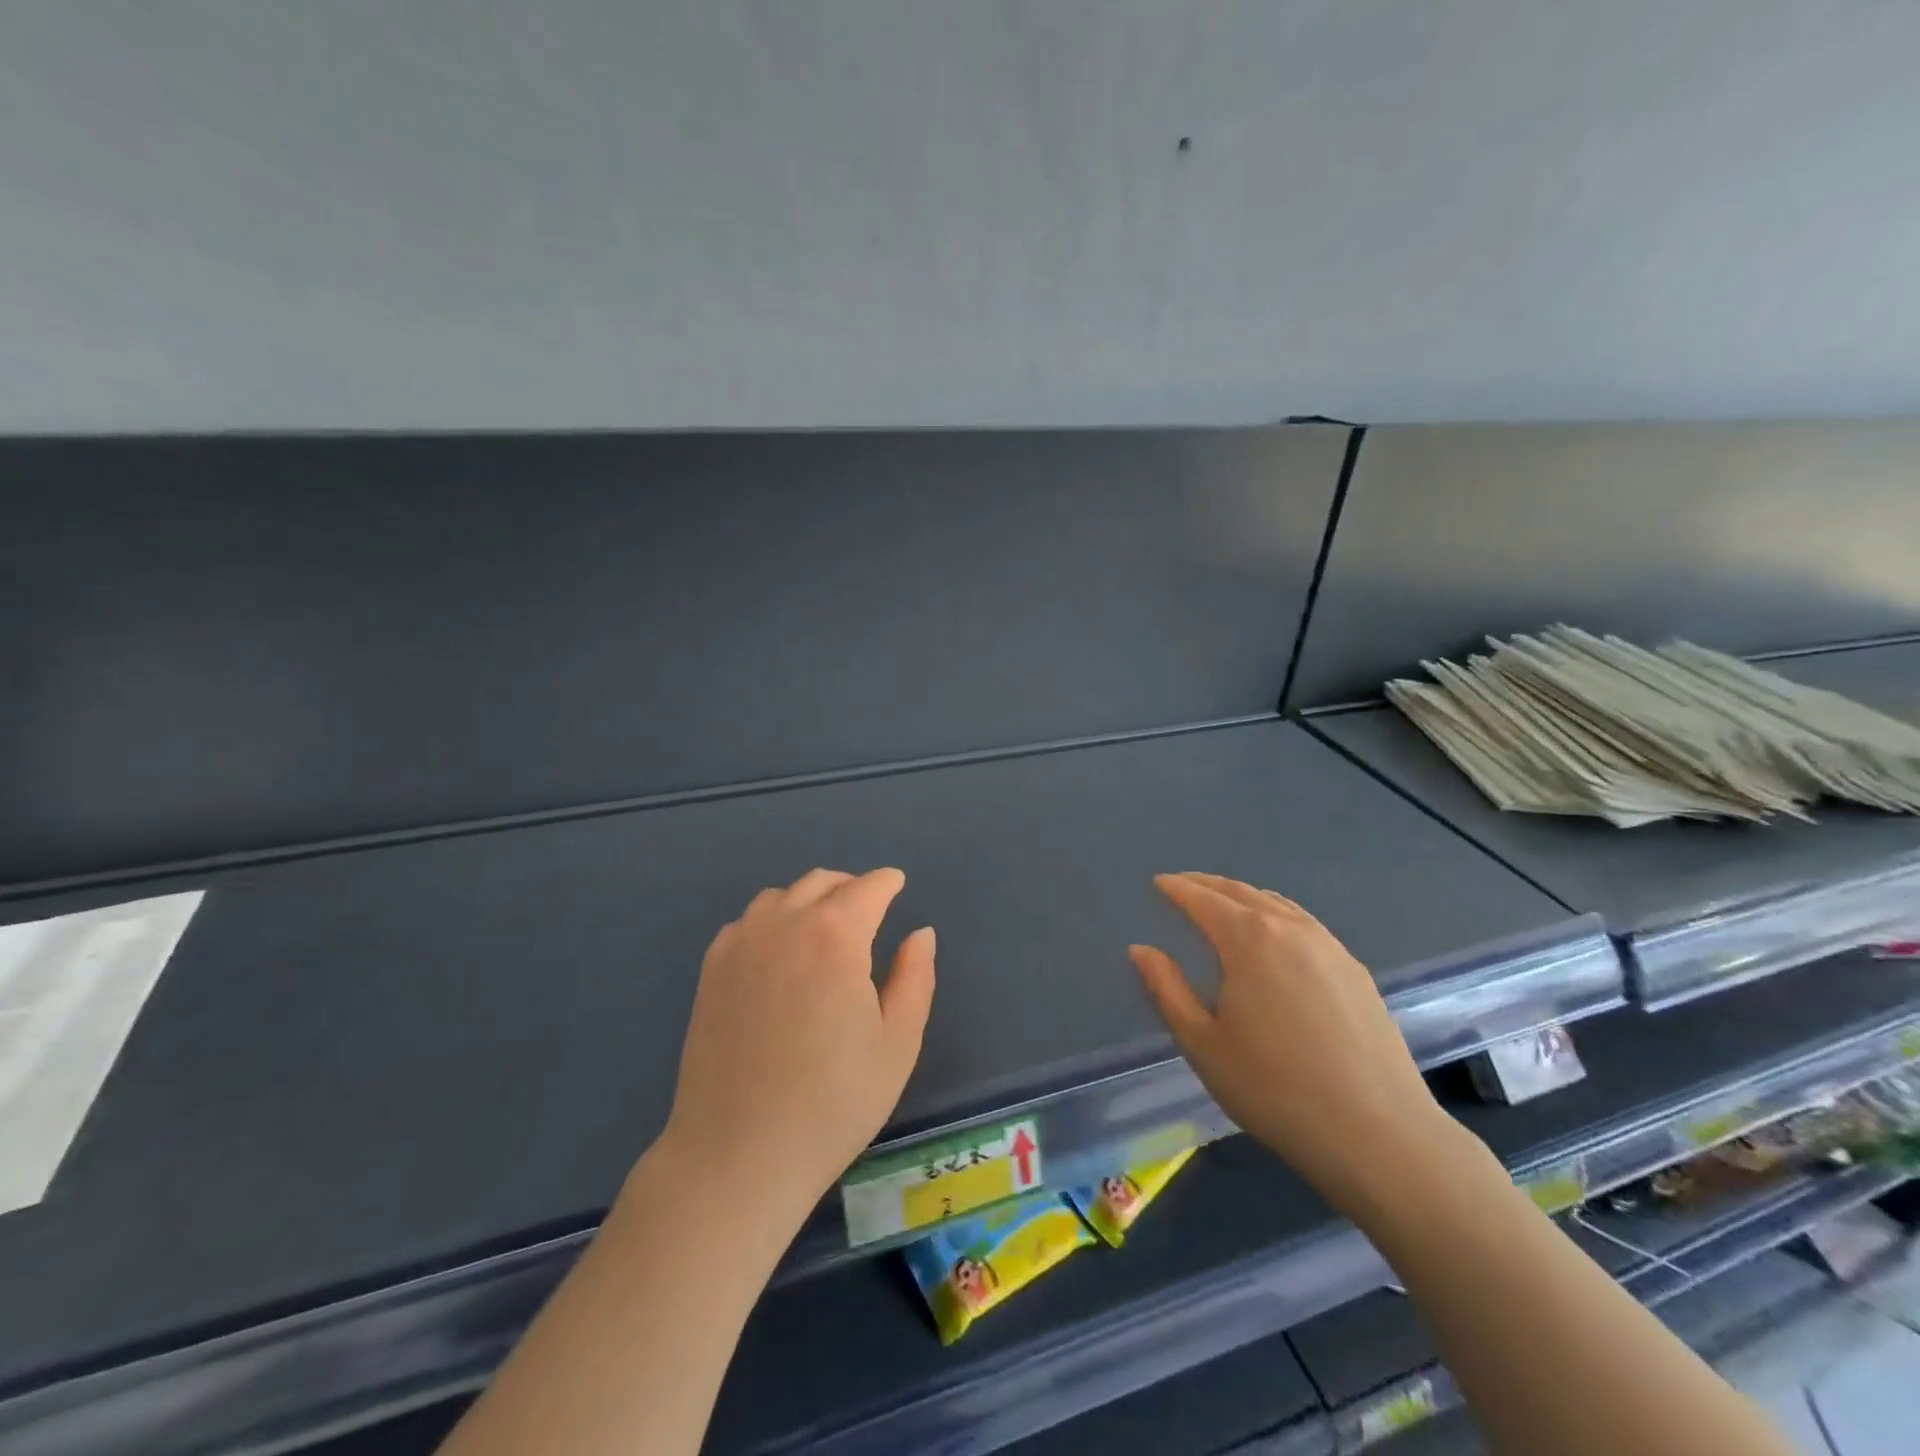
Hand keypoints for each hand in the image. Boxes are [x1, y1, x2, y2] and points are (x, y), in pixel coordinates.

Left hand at [660, 867, 935, 1225]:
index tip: (897, 884)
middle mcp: (784, 923)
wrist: (737, 1154)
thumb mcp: (897, 1043)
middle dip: (851, 888)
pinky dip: (773, 920)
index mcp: (835, 935)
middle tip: (869, 909)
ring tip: (826, 929)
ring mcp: (740, 943)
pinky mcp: (711, 969)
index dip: (887, 882)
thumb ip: (915, 977)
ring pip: (782, 896)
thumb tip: (920, 933)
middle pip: (822, 883)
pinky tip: (781, 953)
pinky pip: (749, 921)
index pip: (868, 888)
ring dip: (810, 900)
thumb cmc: (833, 1102)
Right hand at [1130, 873, 1461, 1217]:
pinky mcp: (1356, 971)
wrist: (1378, 1134)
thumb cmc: (1273, 1088)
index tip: (1159, 882)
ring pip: (1278, 904)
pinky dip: (1277, 916)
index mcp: (1248, 939)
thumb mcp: (1202, 1043)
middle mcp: (1290, 929)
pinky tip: (1276, 938)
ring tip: (1225, 904)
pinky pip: (1306, 925)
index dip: (1177, 889)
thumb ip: (1167, 989)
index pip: (1203, 900)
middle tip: (1184, 885)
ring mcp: (1330, 947)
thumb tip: (1141, 949)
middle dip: (1208, 885)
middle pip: (1241, 892)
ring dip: (1244, 897)